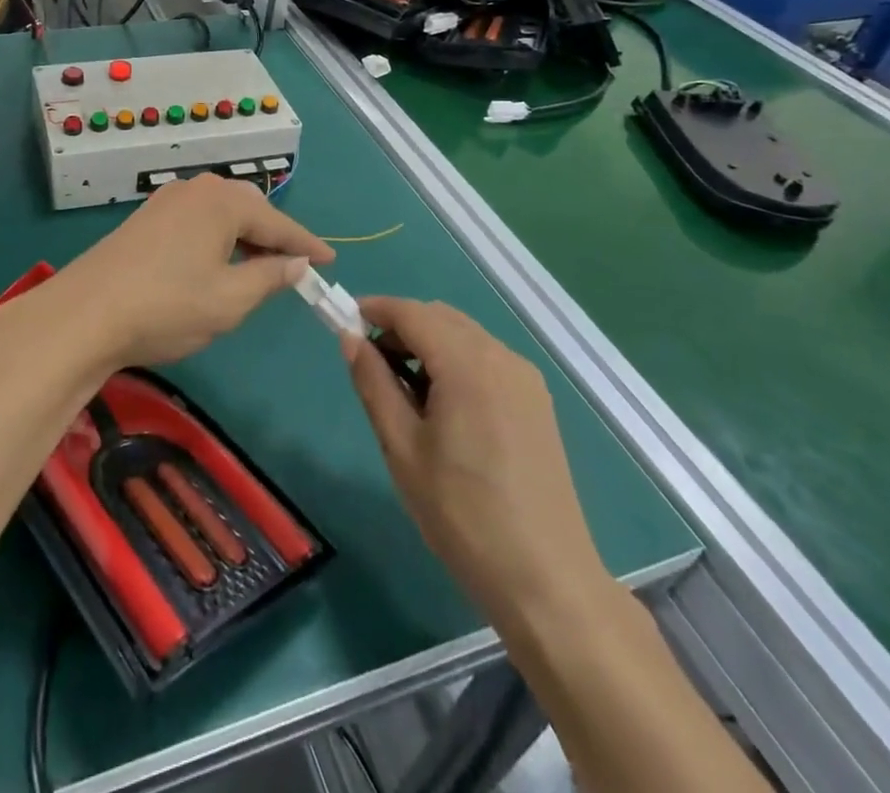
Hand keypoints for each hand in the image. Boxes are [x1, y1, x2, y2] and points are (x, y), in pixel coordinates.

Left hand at [48, 174, 334, 368]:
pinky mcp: (146, 217)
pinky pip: (197, 218)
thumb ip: (269, 277)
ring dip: (244, 235)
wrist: (85, 313)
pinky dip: (217, 236)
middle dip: (274, 235)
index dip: (306, 244)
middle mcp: (197, 189)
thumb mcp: (229, 300)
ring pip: (220, 211)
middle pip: (249, 207)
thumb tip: (297, 264)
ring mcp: (166, 200)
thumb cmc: (167, 306)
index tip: (330, 261)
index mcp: (223, 202)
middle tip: (294, 266)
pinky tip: (215, 261)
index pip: (278, 222)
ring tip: (259, 265)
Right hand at [346, 297, 611, 632]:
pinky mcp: (536, 402)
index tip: (344, 323)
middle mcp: (501, 357)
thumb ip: (374, 383)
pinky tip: (442, 406)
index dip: (375, 310)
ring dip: (427, 344)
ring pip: (464, 336)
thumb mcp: (402, 447)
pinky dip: (455, 361)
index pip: (412, 313)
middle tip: (369, 363)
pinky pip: (486, 359)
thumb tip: (351, 339)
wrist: (545, 580)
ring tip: (402, 390)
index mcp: (468, 364)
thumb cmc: (462, 513)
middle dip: (400, 327)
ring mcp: (525, 379)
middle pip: (440, 318)